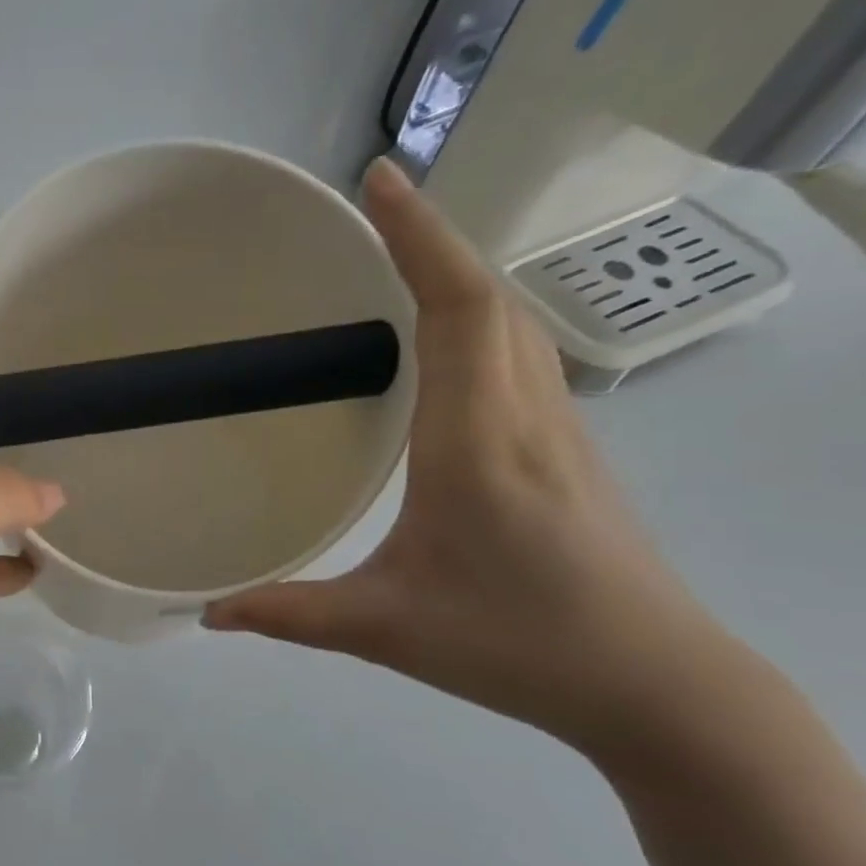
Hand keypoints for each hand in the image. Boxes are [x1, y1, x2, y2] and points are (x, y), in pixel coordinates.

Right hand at [205, 159, 734, 760]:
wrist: (657, 685)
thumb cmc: (519, 644)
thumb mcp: (384, 628)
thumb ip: (287, 613)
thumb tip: (208, 611)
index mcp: (476, 441)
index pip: (457, 308)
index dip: (419, 236)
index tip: (378, 179)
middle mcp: (524, 416)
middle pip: (489, 298)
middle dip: (433, 241)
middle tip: (370, 214)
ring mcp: (557, 431)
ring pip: (512, 324)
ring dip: (459, 277)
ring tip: (397, 264)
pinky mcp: (566, 452)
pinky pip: (518, 358)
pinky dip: (477, 322)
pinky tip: (441, 348)